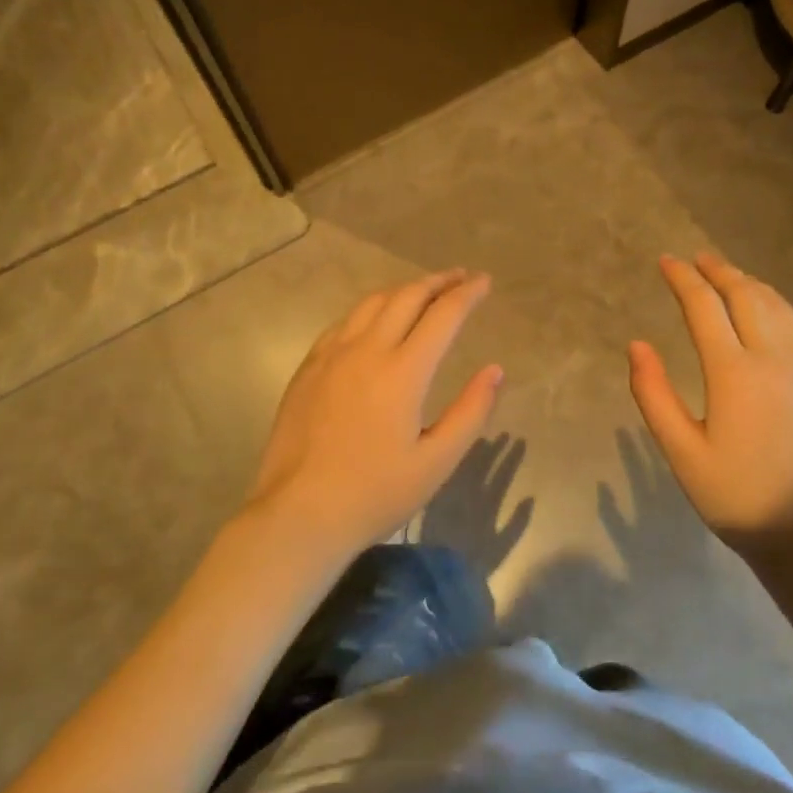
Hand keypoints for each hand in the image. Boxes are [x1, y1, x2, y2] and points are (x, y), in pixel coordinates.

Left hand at [245, 270, 503, 557]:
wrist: (298, 515)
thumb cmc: (374, 494)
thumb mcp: (436, 462)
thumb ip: (471, 412)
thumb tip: (495, 370)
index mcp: (403, 371)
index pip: (443, 315)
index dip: (468, 294)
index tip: (485, 281)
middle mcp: (367, 349)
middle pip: (407, 297)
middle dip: (438, 281)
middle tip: (460, 277)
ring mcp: (332, 354)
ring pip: (372, 302)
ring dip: (404, 290)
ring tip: (423, 291)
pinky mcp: (309, 366)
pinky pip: (345, 322)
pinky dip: (370, 309)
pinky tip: (375, 319)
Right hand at [628, 253, 792, 557]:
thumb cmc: (737, 496)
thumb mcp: (682, 453)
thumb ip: (654, 395)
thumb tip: (637, 344)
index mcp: (734, 372)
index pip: (704, 306)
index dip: (682, 279)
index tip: (665, 262)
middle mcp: (773, 356)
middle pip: (744, 294)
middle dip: (716, 271)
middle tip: (695, 259)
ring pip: (775, 304)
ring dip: (747, 282)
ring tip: (725, 273)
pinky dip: (778, 304)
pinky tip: (770, 307)